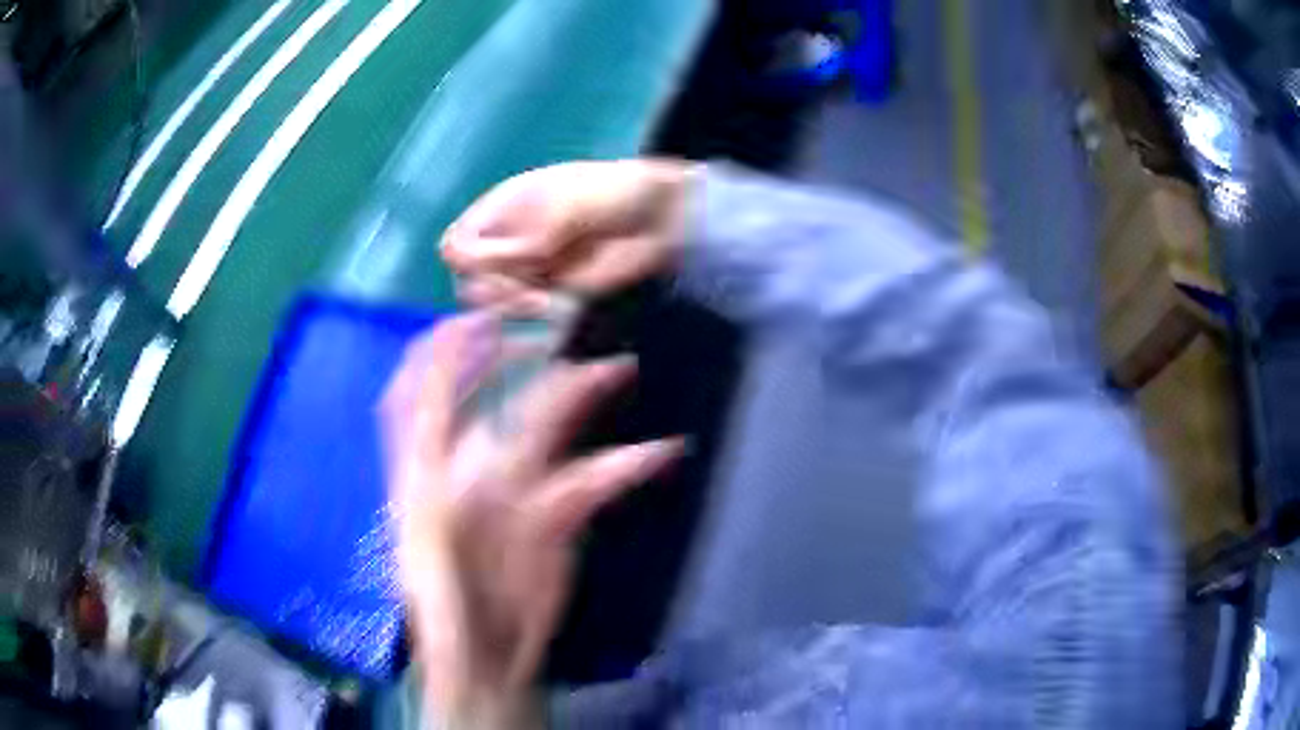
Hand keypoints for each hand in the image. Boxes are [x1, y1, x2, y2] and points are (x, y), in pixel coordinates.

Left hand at [380, 314, 682, 725]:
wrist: (488, 661)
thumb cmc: (446, 615)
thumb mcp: (429, 568)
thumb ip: (435, 520)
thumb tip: (455, 466)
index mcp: (425, 473)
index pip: (421, 396)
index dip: (441, 354)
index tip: (474, 316)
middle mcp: (469, 467)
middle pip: (491, 398)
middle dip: (519, 360)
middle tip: (556, 330)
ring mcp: (515, 487)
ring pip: (547, 429)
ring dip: (579, 400)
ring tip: (618, 371)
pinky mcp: (556, 513)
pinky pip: (590, 478)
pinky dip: (622, 465)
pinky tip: (657, 454)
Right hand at [441, 159, 691, 313]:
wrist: (660, 218)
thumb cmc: (610, 194)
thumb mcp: (560, 207)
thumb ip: (515, 238)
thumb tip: (465, 262)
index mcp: (500, 208)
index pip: (454, 244)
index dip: (468, 261)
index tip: (503, 265)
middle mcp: (506, 240)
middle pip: (466, 279)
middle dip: (492, 289)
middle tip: (528, 291)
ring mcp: (527, 268)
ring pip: (493, 301)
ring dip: (510, 305)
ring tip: (544, 300)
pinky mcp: (552, 292)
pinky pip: (526, 312)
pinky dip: (534, 313)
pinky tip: (555, 305)